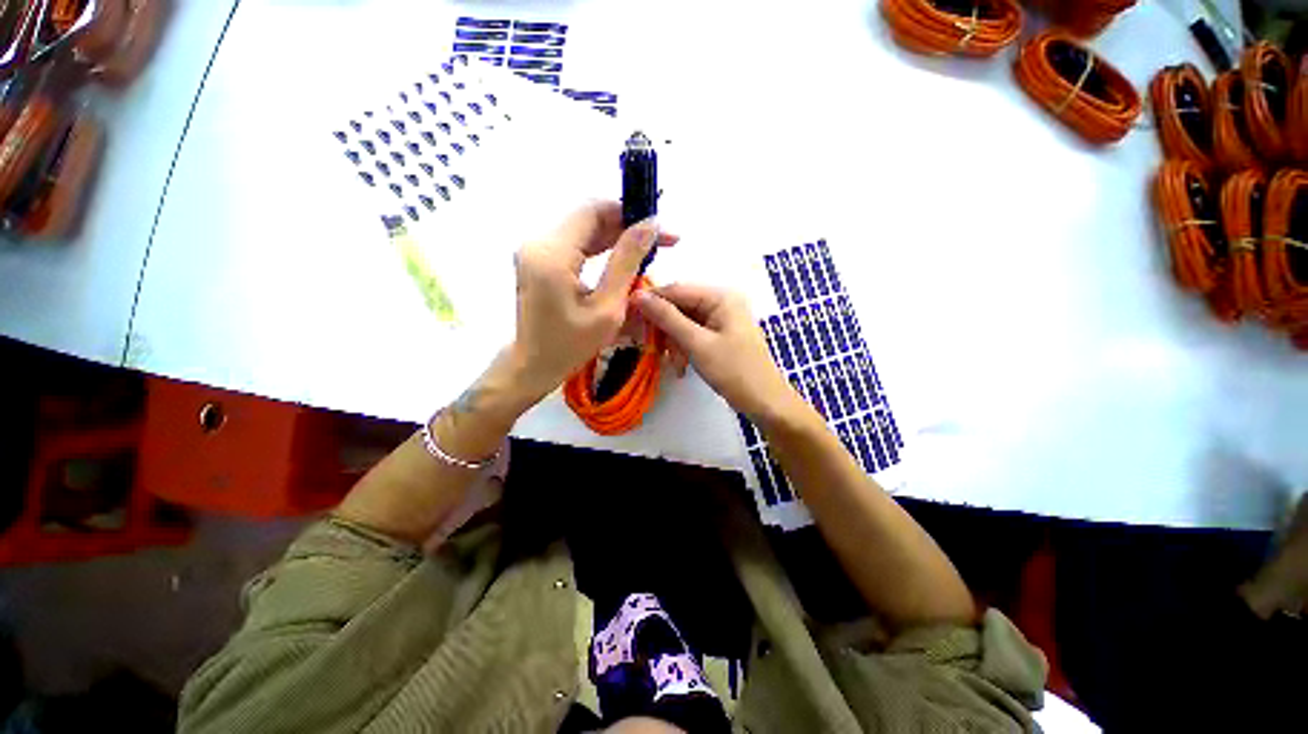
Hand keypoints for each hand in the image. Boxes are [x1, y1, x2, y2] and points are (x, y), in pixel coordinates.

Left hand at [508, 201, 675, 401]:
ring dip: (617, 236)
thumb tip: (650, 225)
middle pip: (589, 218)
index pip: (593, 212)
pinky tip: (624, 258)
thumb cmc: (570, 345)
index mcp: (551, 253)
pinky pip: (576, 244)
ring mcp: (537, 250)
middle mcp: (539, 242)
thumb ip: (627, 262)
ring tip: (649, 249)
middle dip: (627, 225)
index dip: (629, 213)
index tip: (660, 228)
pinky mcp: (540, 260)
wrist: (532, 365)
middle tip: (662, 241)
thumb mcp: (607, 308)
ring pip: (584, 230)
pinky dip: (602, 248)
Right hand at [634, 283, 803, 424]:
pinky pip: (693, 335)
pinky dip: (684, 349)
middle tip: (650, 346)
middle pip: (680, 307)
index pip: (677, 290)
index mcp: (721, 297)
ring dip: (674, 342)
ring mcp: (721, 320)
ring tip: (674, 363)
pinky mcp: (720, 336)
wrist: (764, 402)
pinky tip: (681, 366)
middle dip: (665, 329)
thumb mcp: (697, 343)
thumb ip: (667, 318)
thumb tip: (638, 295)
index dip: (652, 301)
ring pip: (684, 323)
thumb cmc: (734, 370)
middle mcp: (721, 302)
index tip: (627, 314)